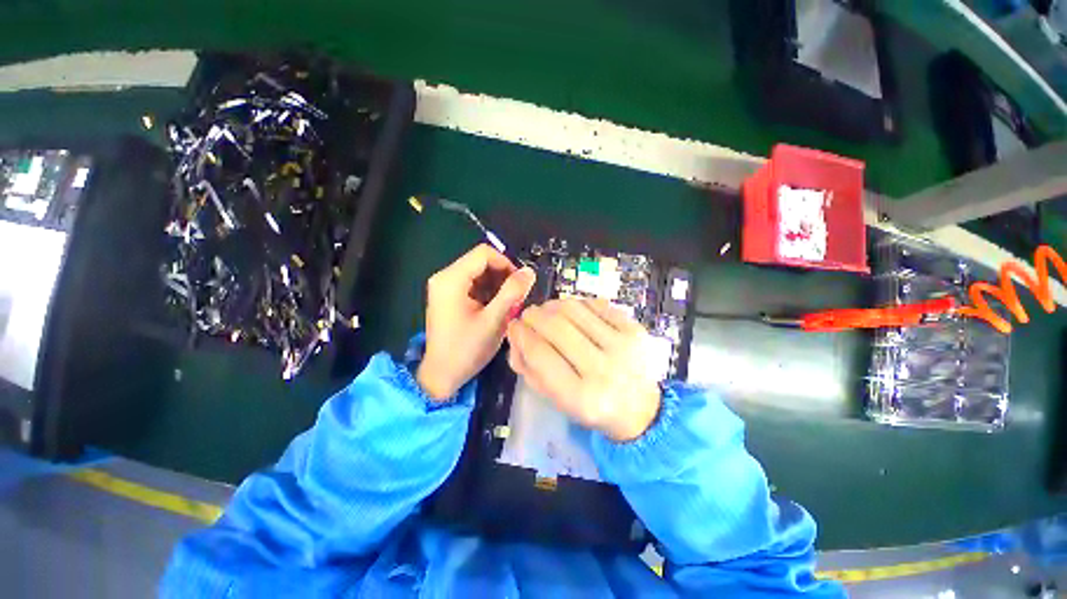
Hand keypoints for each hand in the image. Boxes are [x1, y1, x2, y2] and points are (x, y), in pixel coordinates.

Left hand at [417, 244, 535, 399]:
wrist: (441, 375)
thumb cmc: (466, 349)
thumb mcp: (494, 320)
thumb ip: (512, 292)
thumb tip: (529, 271)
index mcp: (451, 279)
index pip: (484, 253)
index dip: (506, 264)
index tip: (520, 284)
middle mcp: (444, 277)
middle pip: (481, 261)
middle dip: (503, 276)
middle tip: (516, 297)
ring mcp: (445, 287)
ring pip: (479, 273)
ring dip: (497, 285)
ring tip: (508, 305)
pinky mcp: (448, 296)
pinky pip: (473, 284)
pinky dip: (488, 292)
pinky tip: (496, 308)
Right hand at [506, 298, 661, 441]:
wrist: (642, 409)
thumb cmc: (593, 408)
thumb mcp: (556, 400)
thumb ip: (530, 369)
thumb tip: (515, 333)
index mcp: (581, 398)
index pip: (540, 354)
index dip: (521, 335)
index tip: (514, 326)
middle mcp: (603, 370)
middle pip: (556, 326)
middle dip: (533, 315)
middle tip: (528, 315)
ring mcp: (623, 346)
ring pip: (574, 309)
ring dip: (552, 305)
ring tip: (547, 311)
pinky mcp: (635, 329)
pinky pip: (596, 304)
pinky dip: (577, 303)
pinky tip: (573, 312)